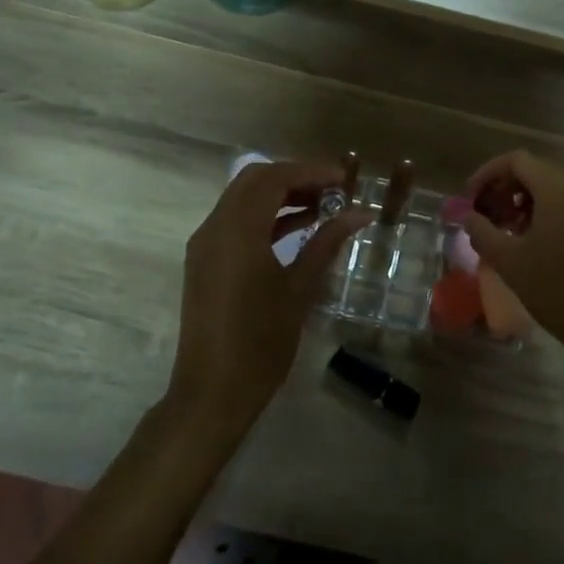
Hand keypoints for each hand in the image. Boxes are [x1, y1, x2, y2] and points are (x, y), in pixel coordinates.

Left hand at [171, 161, 368, 432]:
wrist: (212, 392)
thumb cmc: (261, 342)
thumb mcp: (299, 290)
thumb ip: (326, 243)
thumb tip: (359, 214)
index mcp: (238, 231)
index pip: (273, 179)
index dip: (310, 172)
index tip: (343, 180)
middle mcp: (215, 228)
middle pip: (253, 180)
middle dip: (294, 177)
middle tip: (332, 191)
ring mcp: (205, 244)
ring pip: (242, 199)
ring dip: (278, 195)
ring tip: (322, 207)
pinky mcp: (204, 261)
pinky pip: (234, 221)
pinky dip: (264, 216)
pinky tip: (297, 228)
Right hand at [461, 151, 563, 393]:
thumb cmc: (559, 290)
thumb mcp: (510, 262)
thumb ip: (482, 232)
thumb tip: (469, 216)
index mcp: (559, 188)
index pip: (517, 160)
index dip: (488, 174)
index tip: (470, 199)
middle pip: (537, 171)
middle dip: (506, 190)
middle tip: (486, 217)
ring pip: (556, 189)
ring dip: (527, 203)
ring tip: (508, 233)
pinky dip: (550, 214)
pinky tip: (537, 244)